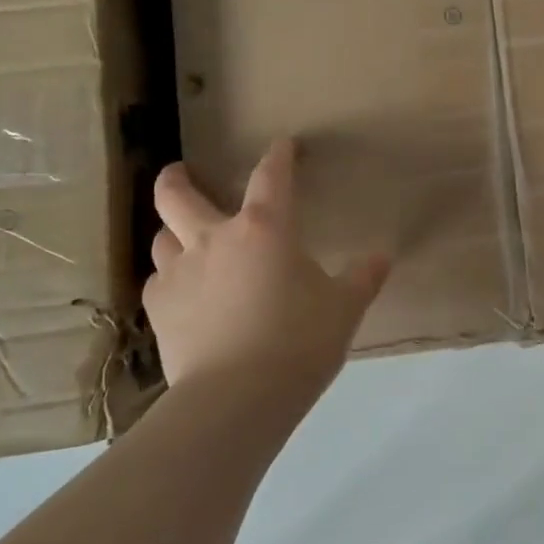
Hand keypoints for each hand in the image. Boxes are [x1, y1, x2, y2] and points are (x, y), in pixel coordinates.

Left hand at [146, 139, 389, 411]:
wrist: (236, 398)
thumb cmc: (298, 343)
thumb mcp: (343, 309)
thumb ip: (362, 278)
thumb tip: (383, 257)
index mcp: (265, 228)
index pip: (271, 176)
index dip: (278, 156)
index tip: (283, 145)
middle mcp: (214, 239)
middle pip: (177, 196)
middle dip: (176, 178)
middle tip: (179, 172)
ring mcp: (180, 273)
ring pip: (162, 237)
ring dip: (172, 232)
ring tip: (183, 240)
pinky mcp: (160, 310)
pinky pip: (159, 281)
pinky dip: (171, 279)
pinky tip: (184, 295)